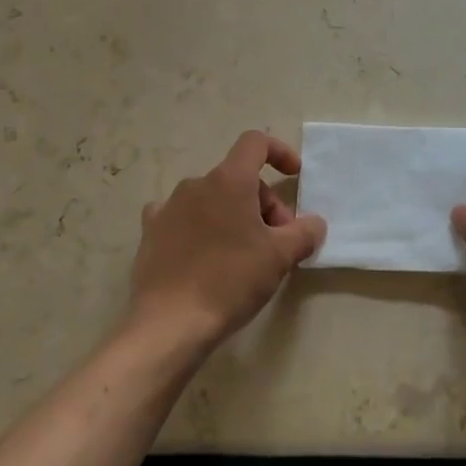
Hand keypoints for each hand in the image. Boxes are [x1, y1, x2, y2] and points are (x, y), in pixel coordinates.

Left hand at [128, 132, 327, 353]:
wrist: (170, 322)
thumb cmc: (230, 281)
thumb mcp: (279, 258)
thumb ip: (304, 233)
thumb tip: (314, 224)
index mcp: (229, 180)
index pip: (255, 143)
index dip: (279, 152)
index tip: (294, 175)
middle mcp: (196, 184)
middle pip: (238, 178)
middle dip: (263, 203)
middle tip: (276, 243)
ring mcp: (169, 206)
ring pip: (212, 198)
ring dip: (233, 215)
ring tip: (243, 254)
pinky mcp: (151, 231)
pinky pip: (182, 216)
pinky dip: (200, 226)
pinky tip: (204, 253)